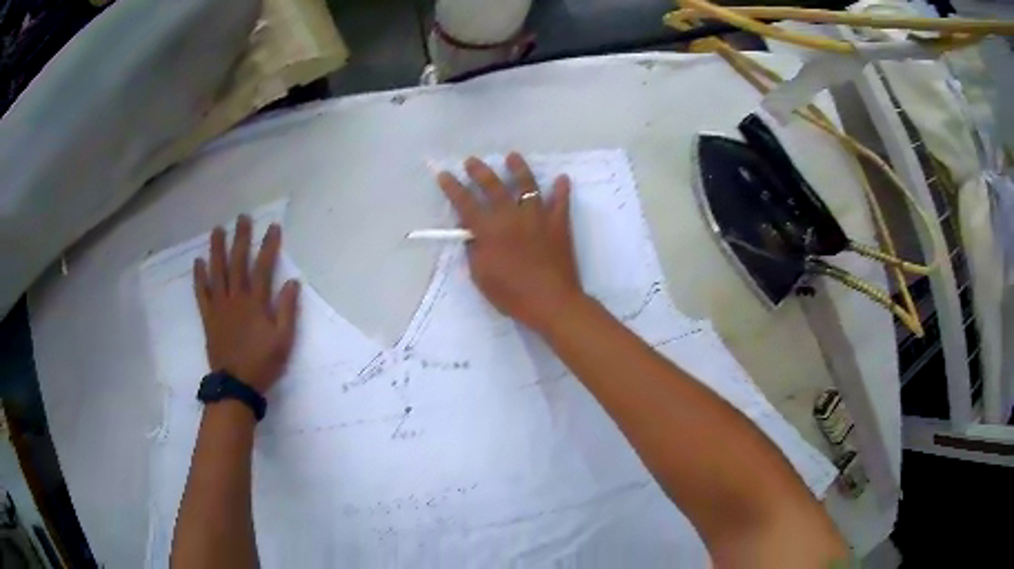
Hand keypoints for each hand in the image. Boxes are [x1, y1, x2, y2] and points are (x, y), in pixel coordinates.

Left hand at [193, 215, 299, 393]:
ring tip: (217, 230)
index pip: (263, 267)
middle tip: (242, 217)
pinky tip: (198, 262)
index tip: (273, 227)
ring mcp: (219, 306)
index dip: (269, 245)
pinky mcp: (208, 317)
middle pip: (237, 262)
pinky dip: (199, 277)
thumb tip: (292, 282)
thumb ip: (287, 310)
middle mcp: (236, 298)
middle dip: (241, 238)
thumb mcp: (283, 340)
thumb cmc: (263, 363)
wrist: (236, 385)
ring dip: (217, 249)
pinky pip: (202, 293)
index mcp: (256, 303)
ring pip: (217, 272)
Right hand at [438, 153, 584, 331]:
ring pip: (527, 185)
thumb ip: (473, 250)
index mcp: (489, 230)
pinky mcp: (559, 224)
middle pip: (493, 186)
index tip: (444, 174)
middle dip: (480, 171)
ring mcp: (538, 217)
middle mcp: (511, 216)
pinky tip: (562, 178)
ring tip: (513, 156)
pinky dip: (562, 189)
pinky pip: (561, 202)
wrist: (551, 302)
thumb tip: (470, 232)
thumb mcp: (481, 275)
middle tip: (472, 160)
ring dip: (519, 168)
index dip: (452, 187)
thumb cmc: (511, 294)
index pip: (465, 203)